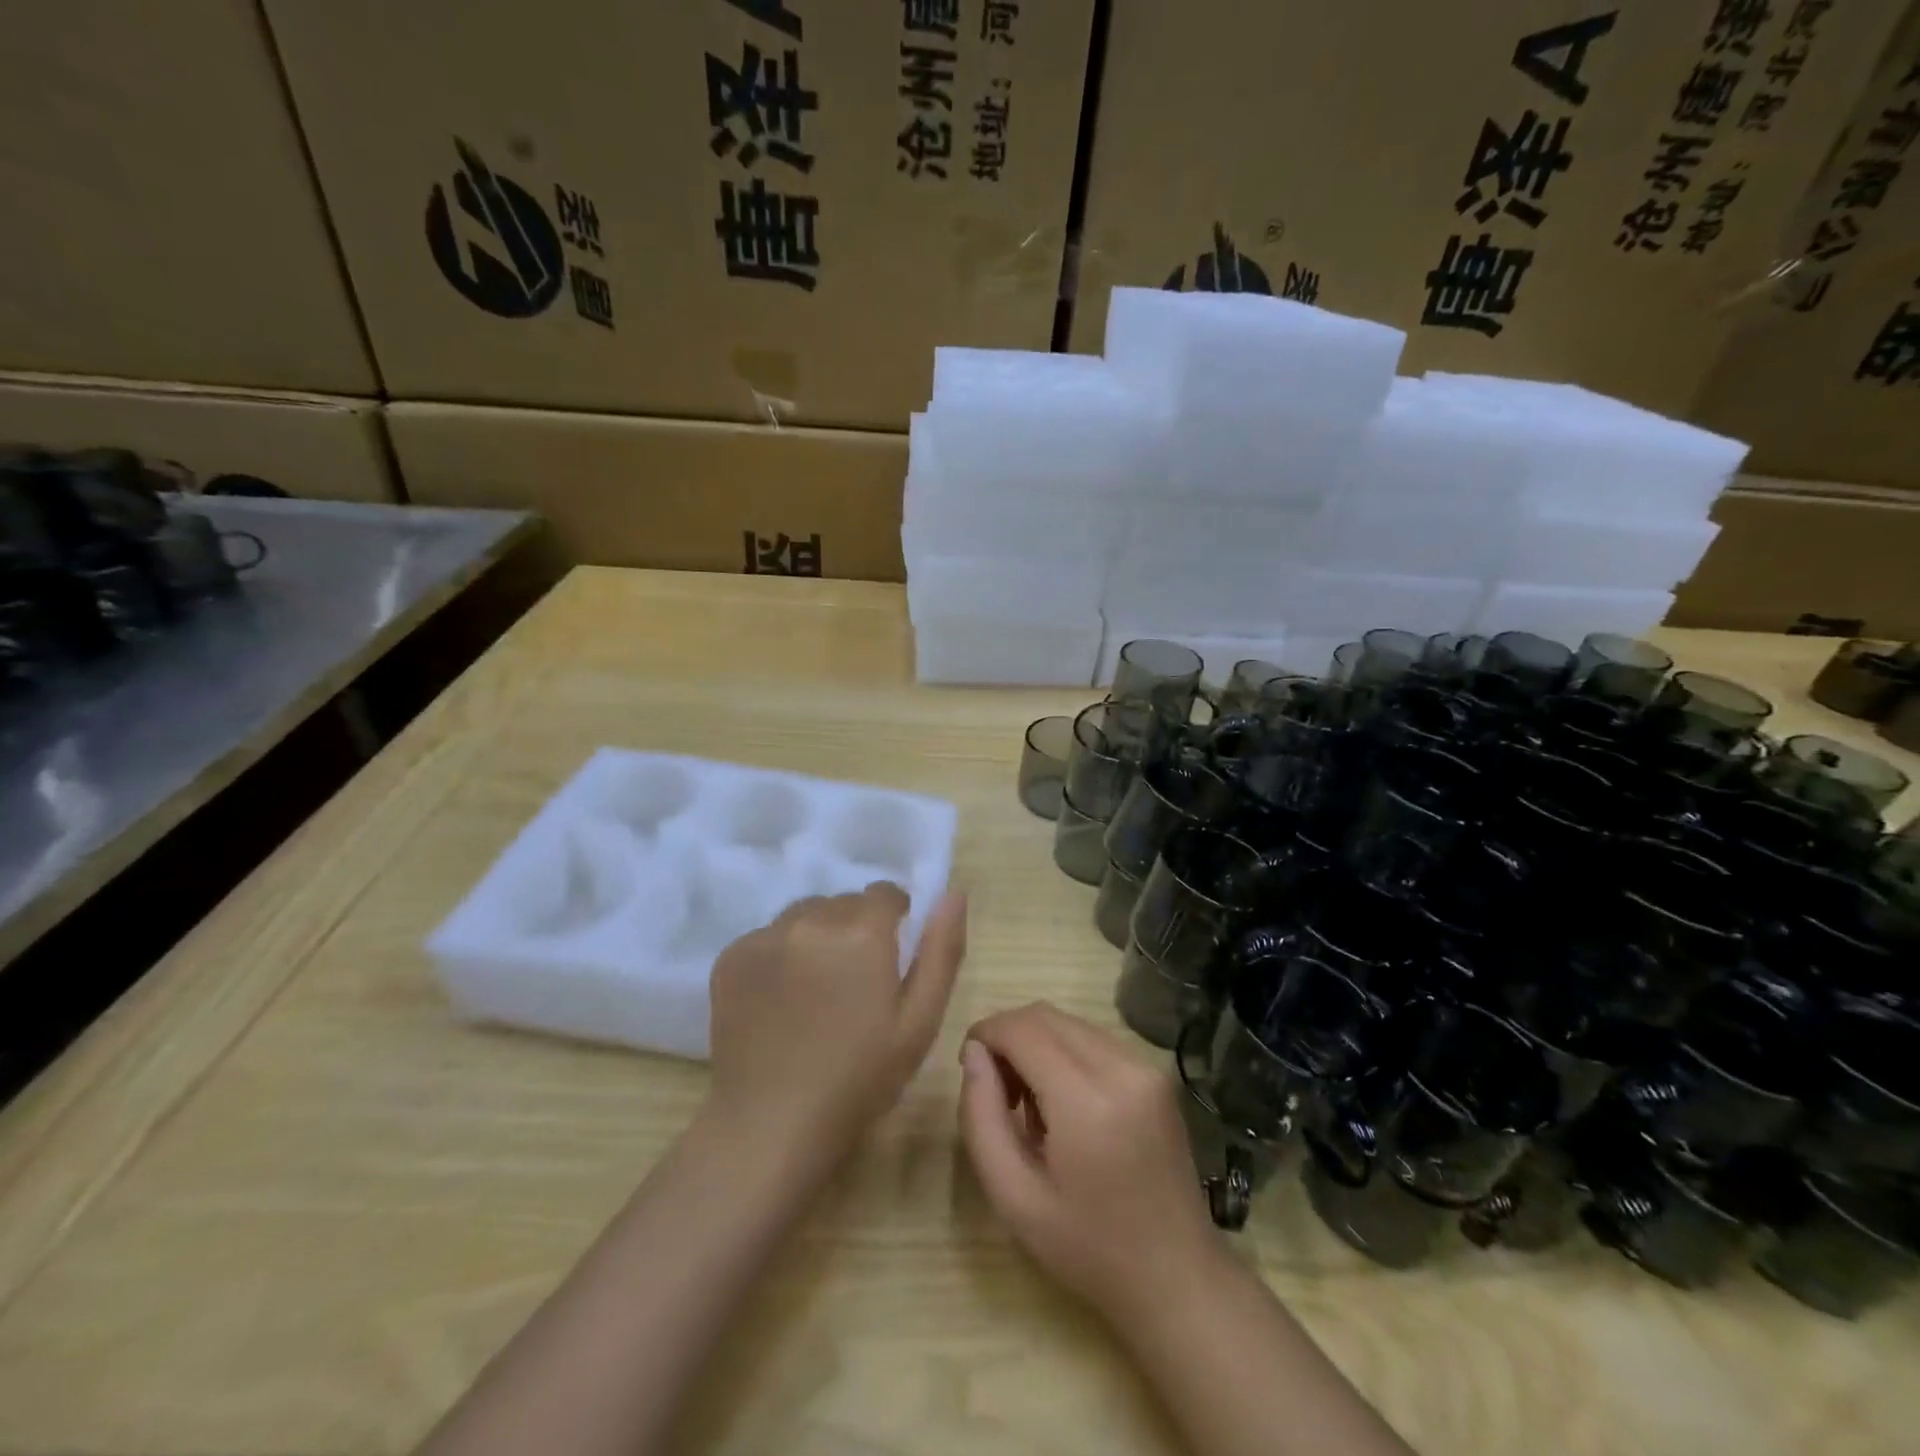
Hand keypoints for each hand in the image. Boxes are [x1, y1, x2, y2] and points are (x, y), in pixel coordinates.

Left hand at [708, 884, 966, 1162]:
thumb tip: (952, 893)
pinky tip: (781, 1001)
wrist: (771, 1123)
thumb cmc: (860, 1077)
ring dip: (817, 937)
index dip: (894, 921)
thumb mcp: (920, 1020)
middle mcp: (811, 918)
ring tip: (816, 991)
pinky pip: (769, 937)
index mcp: (862, 930)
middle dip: (856, 930)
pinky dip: (781, 955)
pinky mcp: (731, 956)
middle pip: (844, 903)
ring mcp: (766, 935)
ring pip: (805, 915)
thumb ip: (941, 949)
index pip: (885, 893)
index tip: (890, 959)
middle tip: (855, 984)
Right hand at [958, 1002, 1223, 1325]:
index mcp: (1087, 1101)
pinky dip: (1065, 1052)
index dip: (986, 1034)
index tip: (968, 1064)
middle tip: (995, 1088)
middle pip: (1045, 1016)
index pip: (1022, 1029)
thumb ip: (981, 1117)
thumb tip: (974, 1053)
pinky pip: (1094, 1038)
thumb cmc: (1087, 1248)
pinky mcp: (1156, 1073)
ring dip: (1036, 1043)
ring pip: (1069, 1022)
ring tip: (1029, 1103)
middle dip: (1008, 1037)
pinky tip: (1064, 1102)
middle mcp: (1122, 1068)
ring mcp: (1145, 1066)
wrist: (1176, 1277)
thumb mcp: (1013, 1197)